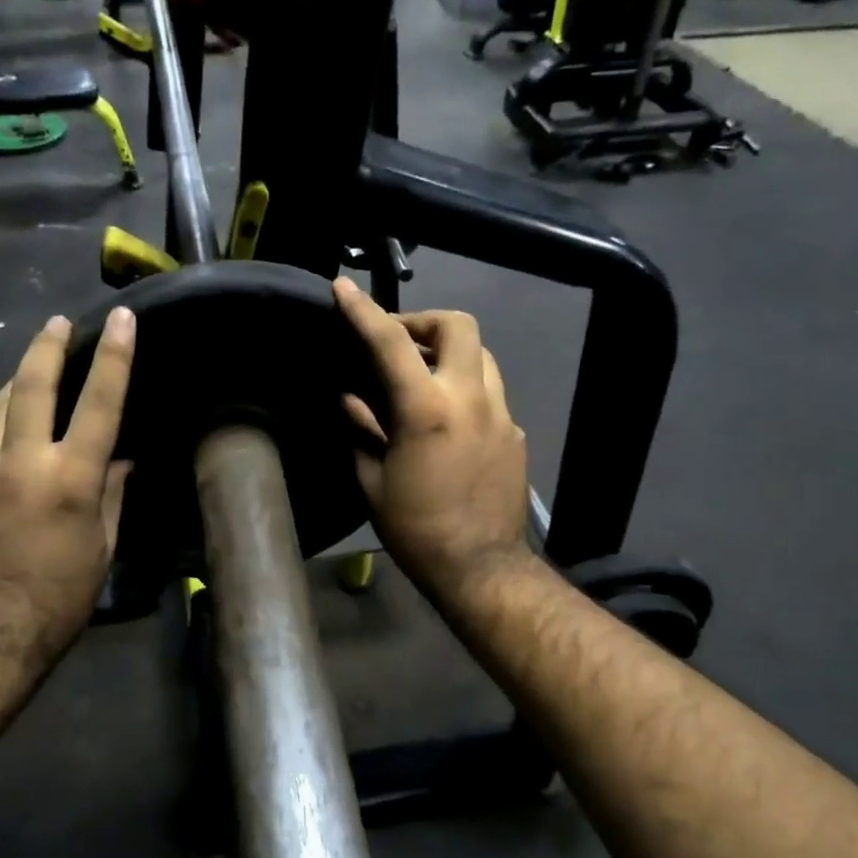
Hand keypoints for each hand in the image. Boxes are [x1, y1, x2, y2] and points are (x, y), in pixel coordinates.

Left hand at [0, 308, 135, 676]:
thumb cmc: (61, 598)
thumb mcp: (101, 547)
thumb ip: (110, 494)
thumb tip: (118, 459)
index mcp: (71, 481)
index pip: (99, 404)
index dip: (114, 357)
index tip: (121, 319)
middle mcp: (21, 466)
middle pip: (31, 387)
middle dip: (47, 347)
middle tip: (57, 322)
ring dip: (15, 386)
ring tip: (31, 373)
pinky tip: (9, 455)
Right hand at [333, 278, 532, 606]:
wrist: (481, 568)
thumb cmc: (416, 530)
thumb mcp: (373, 482)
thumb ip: (360, 430)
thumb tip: (349, 399)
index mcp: (427, 409)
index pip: (391, 342)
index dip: (363, 310)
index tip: (343, 289)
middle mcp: (471, 399)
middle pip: (458, 326)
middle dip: (423, 321)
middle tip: (397, 344)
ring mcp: (501, 414)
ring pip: (481, 355)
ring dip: (448, 353)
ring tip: (421, 378)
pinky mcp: (514, 433)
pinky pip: (489, 392)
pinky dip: (464, 389)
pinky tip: (445, 420)